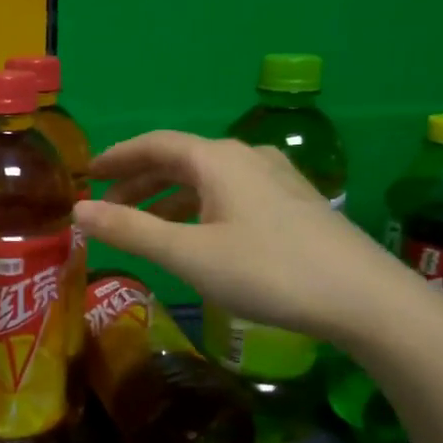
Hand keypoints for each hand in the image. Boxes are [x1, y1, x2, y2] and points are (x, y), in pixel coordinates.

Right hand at [73, 131, 414, 344]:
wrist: (364, 298)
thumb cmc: (268, 271)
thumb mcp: (188, 254)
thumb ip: (130, 231)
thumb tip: (78, 211)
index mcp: (217, 159)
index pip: (154, 144)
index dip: (117, 157)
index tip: (87, 174)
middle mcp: (246, 157)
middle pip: (180, 159)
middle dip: (138, 181)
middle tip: (107, 207)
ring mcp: (275, 178)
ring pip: (206, 179)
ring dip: (167, 198)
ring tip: (142, 225)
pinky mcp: (293, 203)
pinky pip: (230, 194)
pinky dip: (198, 208)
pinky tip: (196, 235)